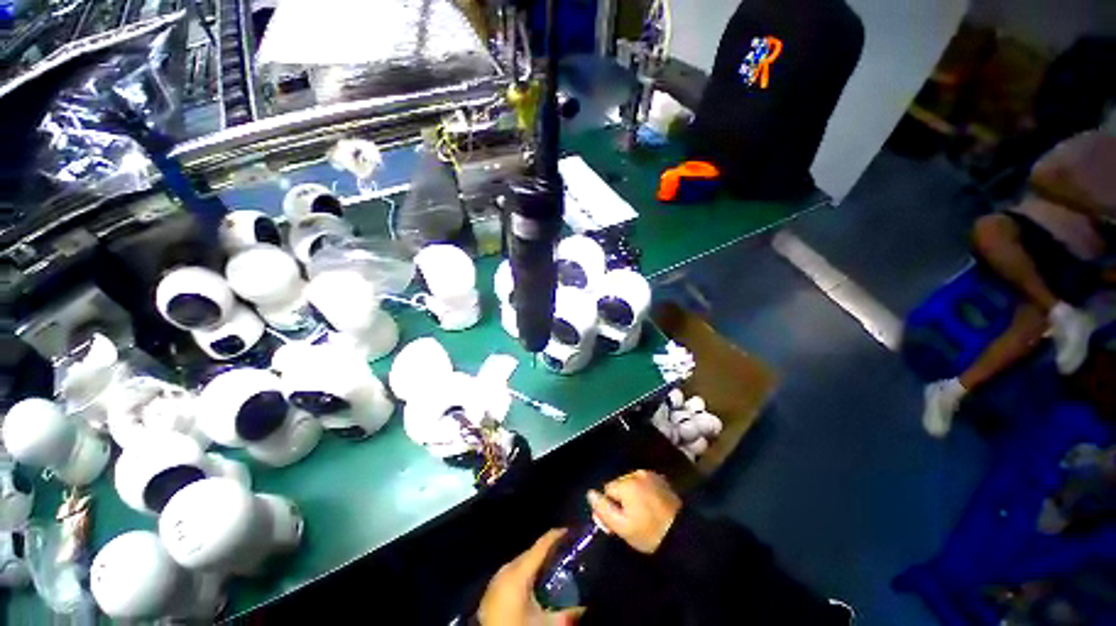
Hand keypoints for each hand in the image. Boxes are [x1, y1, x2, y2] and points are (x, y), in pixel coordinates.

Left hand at [478, 529, 585, 625]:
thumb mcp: (546, 624)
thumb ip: (568, 614)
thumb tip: (585, 607)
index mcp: (518, 571)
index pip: (541, 544)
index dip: (557, 535)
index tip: (571, 530)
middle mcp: (506, 568)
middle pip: (531, 552)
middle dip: (548, 551)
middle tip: (566, 554)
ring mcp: (495, 579)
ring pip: (521, 563)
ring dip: (536, 564)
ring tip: (553, 569)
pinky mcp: (490, 591)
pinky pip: (512, 574)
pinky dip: (525, 575)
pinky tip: (533, 585)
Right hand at [587, 470, 681, 553]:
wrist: (682, 533)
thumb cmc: (649, 533)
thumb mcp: (622, 527)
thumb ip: (603, 510)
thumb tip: (590, 494)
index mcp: (626, 483)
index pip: (608, 489)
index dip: (611, 506)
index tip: (619, 521)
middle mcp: (637, 473)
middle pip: (620, 484)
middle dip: (622, 499)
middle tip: (631, 519)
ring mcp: (651, 474)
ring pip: (632, 483)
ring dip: (633, 495)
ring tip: (642, 513)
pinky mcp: (661, 479)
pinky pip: (644, 483)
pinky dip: (644, 492)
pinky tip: (651, 506)